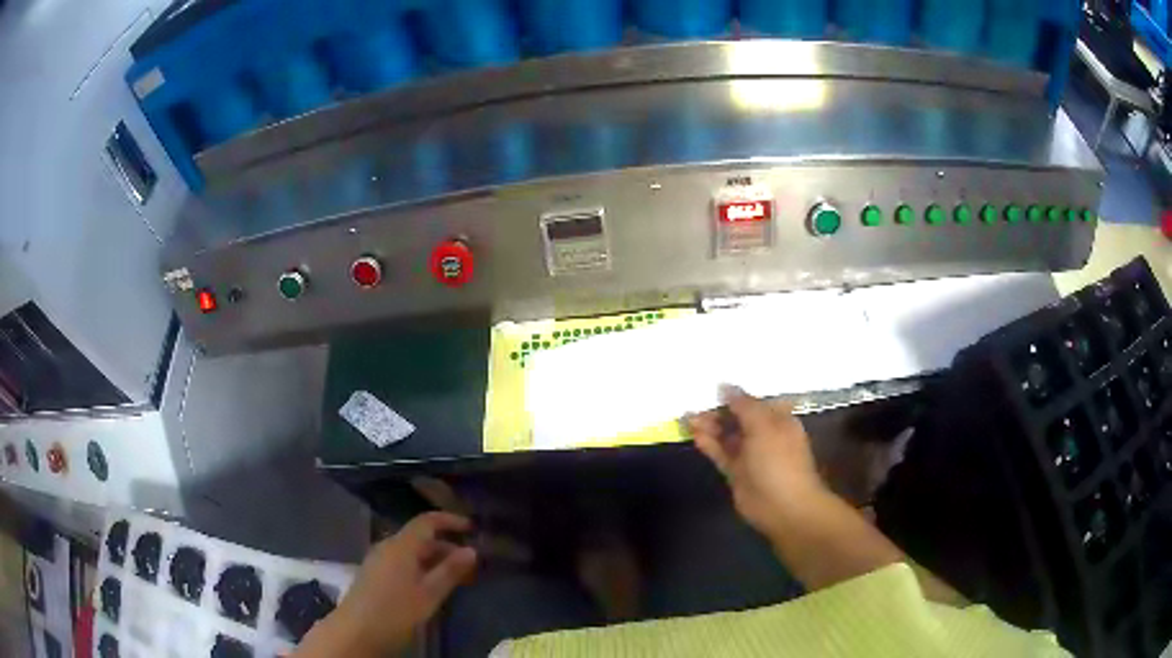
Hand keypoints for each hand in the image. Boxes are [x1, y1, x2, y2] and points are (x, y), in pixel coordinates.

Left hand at [308, 512, 476, 655]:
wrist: (356, 631)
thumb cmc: (395, 611)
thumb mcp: (428, 594)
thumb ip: (450, 571)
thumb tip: (472, 550)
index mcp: (401, 546)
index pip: (427, 521)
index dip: (450, 521)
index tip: (472, 528)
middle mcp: (388, 547)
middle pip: (420, 538)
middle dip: (447, 547)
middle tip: (471, 565)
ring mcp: (378, 560)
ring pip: (411, 552)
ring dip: (435, 560)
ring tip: (456, 578)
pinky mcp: (374, 574)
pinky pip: (402, 562)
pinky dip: (421, 569)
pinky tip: (431, 587)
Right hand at [687, 387, 827, 538]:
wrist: (783, 507)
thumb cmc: (779, 460)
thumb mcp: (763, 425)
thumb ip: (743, 404)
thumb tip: (724, 385)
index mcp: (778, 419)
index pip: (753, 400)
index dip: (734, 394)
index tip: (710, 386)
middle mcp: (764, 434)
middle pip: (737, 417)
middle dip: (718, 411)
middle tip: (694, 404)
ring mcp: (750, 454)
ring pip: (727, 435)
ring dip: (710, 427)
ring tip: (689, 418)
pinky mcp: (736, 472)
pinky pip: (721, 453)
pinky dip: (709, 444)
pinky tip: (695, 435)